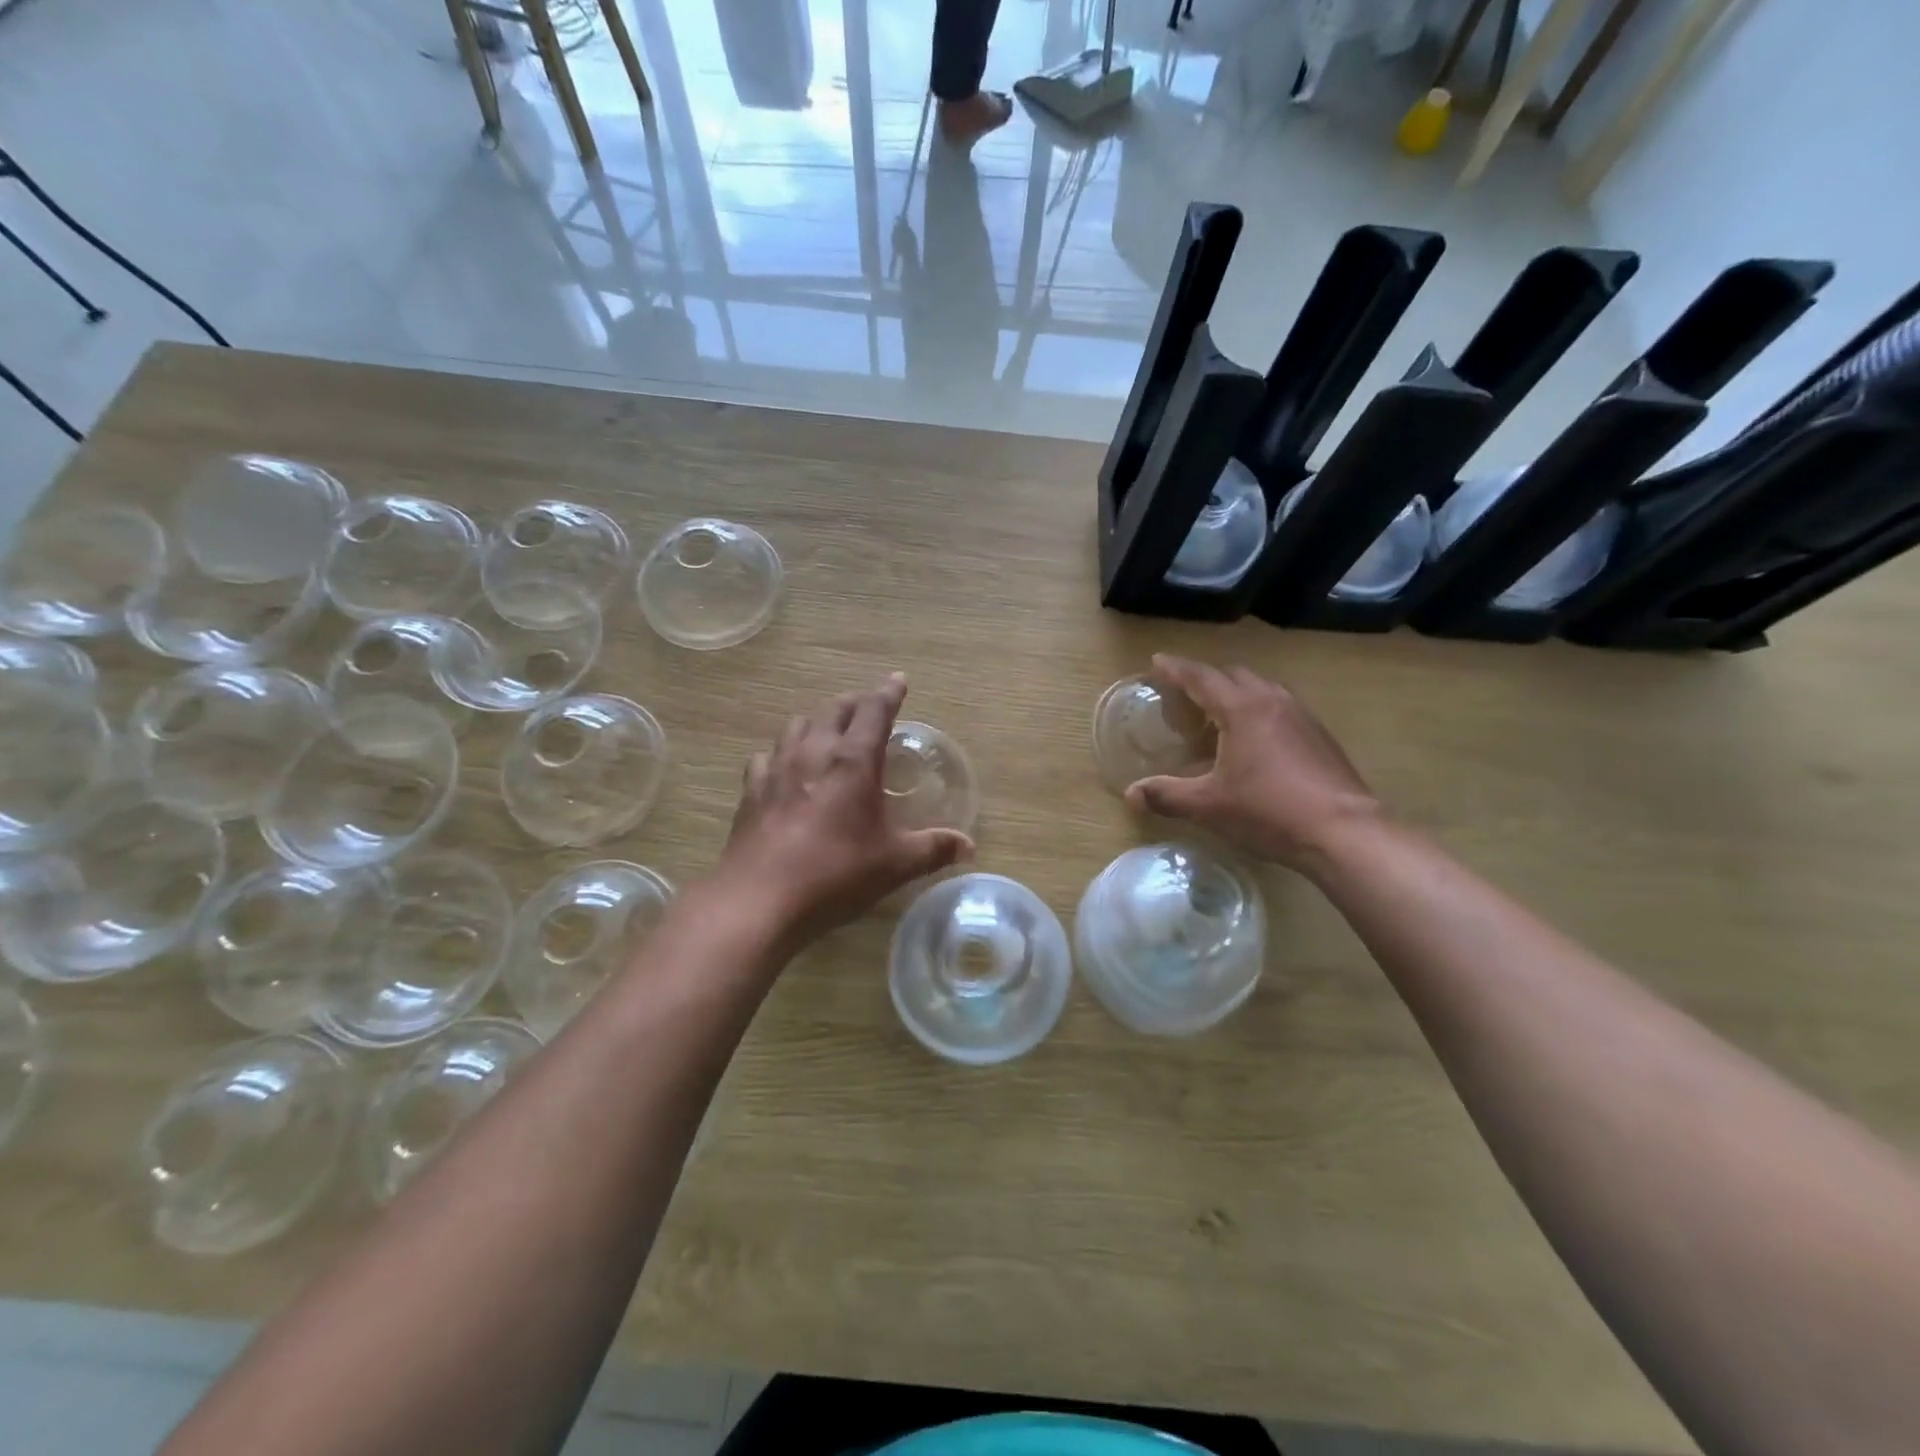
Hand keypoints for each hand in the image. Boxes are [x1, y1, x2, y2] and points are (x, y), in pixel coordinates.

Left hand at [717, 674, 972, 947]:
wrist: (759, 899)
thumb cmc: (835, 874)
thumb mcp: (894, 864)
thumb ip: (933, 849)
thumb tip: (968, 845)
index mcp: (853, 761)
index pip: (875, 711)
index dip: (889, 692)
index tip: (898, 679)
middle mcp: (814, 752)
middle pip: (835, 709)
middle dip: (855, 703)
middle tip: (869, 707)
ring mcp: (777, 768)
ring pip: (798, 725)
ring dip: (818, 721)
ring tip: (829, 731)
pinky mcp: (752, 790)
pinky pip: (767, 756)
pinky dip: (782, 753)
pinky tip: (784, 767)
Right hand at [1125, 654, 1381, 874]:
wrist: (1344, 831)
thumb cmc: (1269, 810)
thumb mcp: (1209, 806)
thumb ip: (1167, 795)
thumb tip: (1130, 794)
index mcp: (1242, 708)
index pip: (1201, 677)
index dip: (1175, 669)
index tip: (1156, 662)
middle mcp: (1273, 701)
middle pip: (1234, 675)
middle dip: (1206, 678)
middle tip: (1185, 694)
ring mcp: (1302, 716)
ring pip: (1261, 689)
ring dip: (1236, 693)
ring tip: (1218, 716)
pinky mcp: (1320, 736)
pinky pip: (1280, 708)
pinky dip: (1258, 711)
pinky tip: (1254, 742)